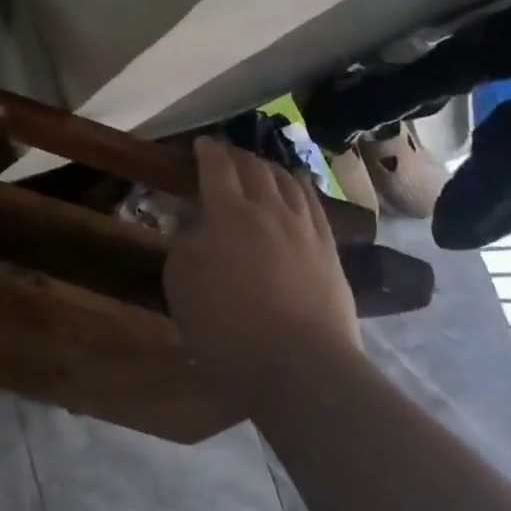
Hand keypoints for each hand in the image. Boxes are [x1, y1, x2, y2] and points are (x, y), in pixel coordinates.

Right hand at [163, 138, 361, 396]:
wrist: (301, 366)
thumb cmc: (228, 326)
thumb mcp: (181, 284)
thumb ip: (183, 244)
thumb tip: (191, 224)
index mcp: (228, 212)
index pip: (217, 166)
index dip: (207, 150)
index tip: (201, 144)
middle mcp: (269, 208)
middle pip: (254, 167)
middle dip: (237, 156)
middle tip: (225, 156)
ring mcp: (305, 228)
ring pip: (287, 181)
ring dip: (269, 168)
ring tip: (260, 168)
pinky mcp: (329, 250)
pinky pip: (314, 205)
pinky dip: (301, 188)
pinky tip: (298, 188)